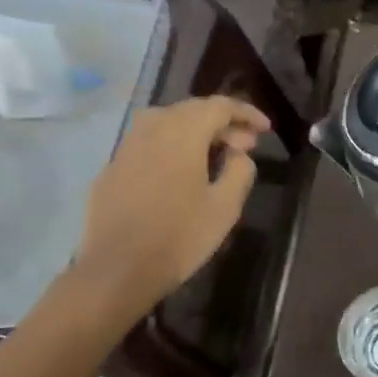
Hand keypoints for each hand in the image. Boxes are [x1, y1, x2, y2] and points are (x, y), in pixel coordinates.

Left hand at [69, 95, 269, 308]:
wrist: (117, 270)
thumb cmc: (179, 237)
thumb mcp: (225, 207)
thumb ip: (239, 171)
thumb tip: (239, 154)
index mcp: (182, 133)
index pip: (219, 106)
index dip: (246, 113)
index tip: (265, 129)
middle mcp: (151, 129)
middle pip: (192, 110)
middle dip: (222, 122)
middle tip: (245, 145)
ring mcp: (127, 147)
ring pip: (166, 123)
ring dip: (195, 132)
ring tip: (214, 156)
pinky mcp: (112, 168)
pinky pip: (148, 143)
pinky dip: (171, 147)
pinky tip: (180, 173)